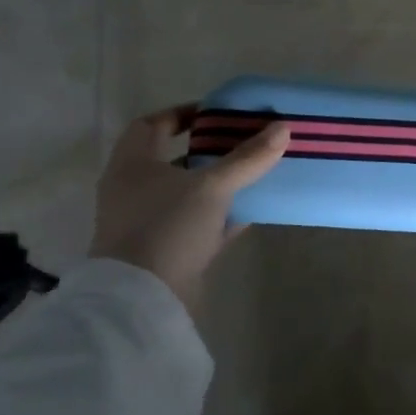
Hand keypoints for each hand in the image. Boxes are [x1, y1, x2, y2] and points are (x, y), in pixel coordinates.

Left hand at [90, 108, 288, 315]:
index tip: (218, 114)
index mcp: (133, 166)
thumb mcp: (213, 186)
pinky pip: (199, 224)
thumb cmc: (168, 227)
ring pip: (190, 193)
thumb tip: (283, 127)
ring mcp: (149, 223)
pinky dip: (223, 215)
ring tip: (256, 172)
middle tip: (246, 141)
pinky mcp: (167, 251)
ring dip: (219, 183)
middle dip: (210, 150)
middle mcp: (135, 191)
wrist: (143, 300)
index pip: (152, 125)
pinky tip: (253, 210)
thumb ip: (248, 157)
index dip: (183, 114)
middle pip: (174, 159)